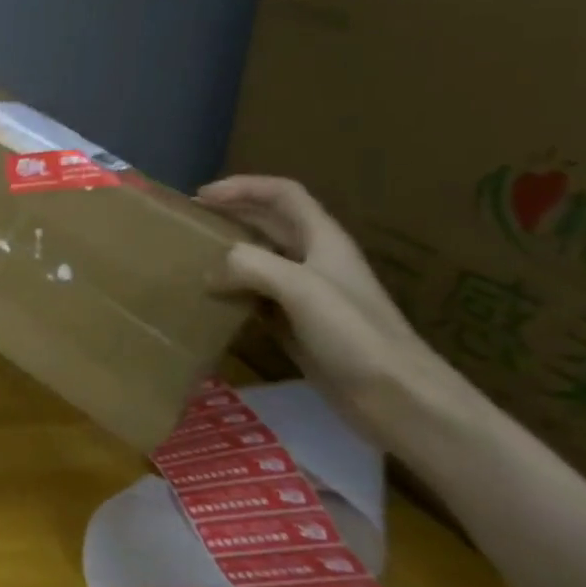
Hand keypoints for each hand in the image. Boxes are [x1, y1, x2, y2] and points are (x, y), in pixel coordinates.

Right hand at [197, 175, 473, 452]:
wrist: (398, 399)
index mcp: (323, 240)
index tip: (202, 196)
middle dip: (230, 216)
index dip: (244, 187)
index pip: (283, 195)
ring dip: (227, 254)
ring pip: (259, 260)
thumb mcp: (300, 288)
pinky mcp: (296, 326)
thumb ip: (249, 266)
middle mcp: (314, 261)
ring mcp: (306, 295)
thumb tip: (209, 270)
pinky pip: (255, 297)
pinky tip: (208, 300)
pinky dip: (230, 292)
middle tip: (187, 224)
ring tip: (190, 259)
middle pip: (268, 223)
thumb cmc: (354, 334)